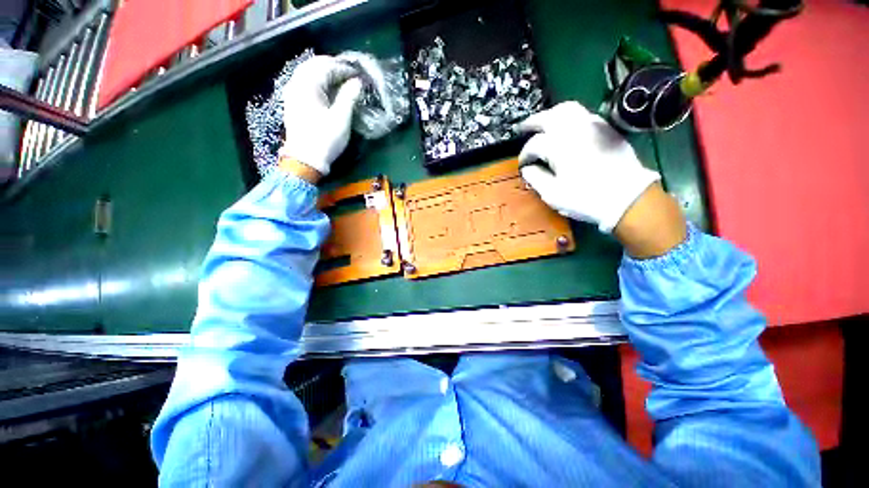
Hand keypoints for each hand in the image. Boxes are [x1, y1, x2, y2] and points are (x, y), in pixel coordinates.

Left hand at [279, 56, 362, 178]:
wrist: (305, 160)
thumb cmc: (325, 139)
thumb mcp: (341, 118)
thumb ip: (349, 96)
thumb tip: (358, 82)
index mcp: (307, 85)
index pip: (326, 66)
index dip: (344, 68)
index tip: (359, 74)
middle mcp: (296, 83)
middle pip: (315, 65)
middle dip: (334, 67)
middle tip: (351, 75)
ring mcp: (292, 93)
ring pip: (308, 73)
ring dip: (325, 74)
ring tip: (342, 81)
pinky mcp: (293, 103)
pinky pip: (305, 83)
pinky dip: (318, 82)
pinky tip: (328, 90)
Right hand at [518, 101, 660, 232]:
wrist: (627, 197)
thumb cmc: (585, 198)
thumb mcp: (552, 193)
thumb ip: (535, 178)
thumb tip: (528, 168)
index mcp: (558, 146)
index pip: (534, 144)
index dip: (525, 154)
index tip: (523, 165)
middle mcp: (574, 129)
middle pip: (548, 116)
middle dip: (533, 122)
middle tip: (522, 129)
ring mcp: (592, 125)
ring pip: (567, 109)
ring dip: (551, 115)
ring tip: (543, 123)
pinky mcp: (606, 128)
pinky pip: (583, 114)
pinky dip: (569, 117)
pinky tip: (566, 128)